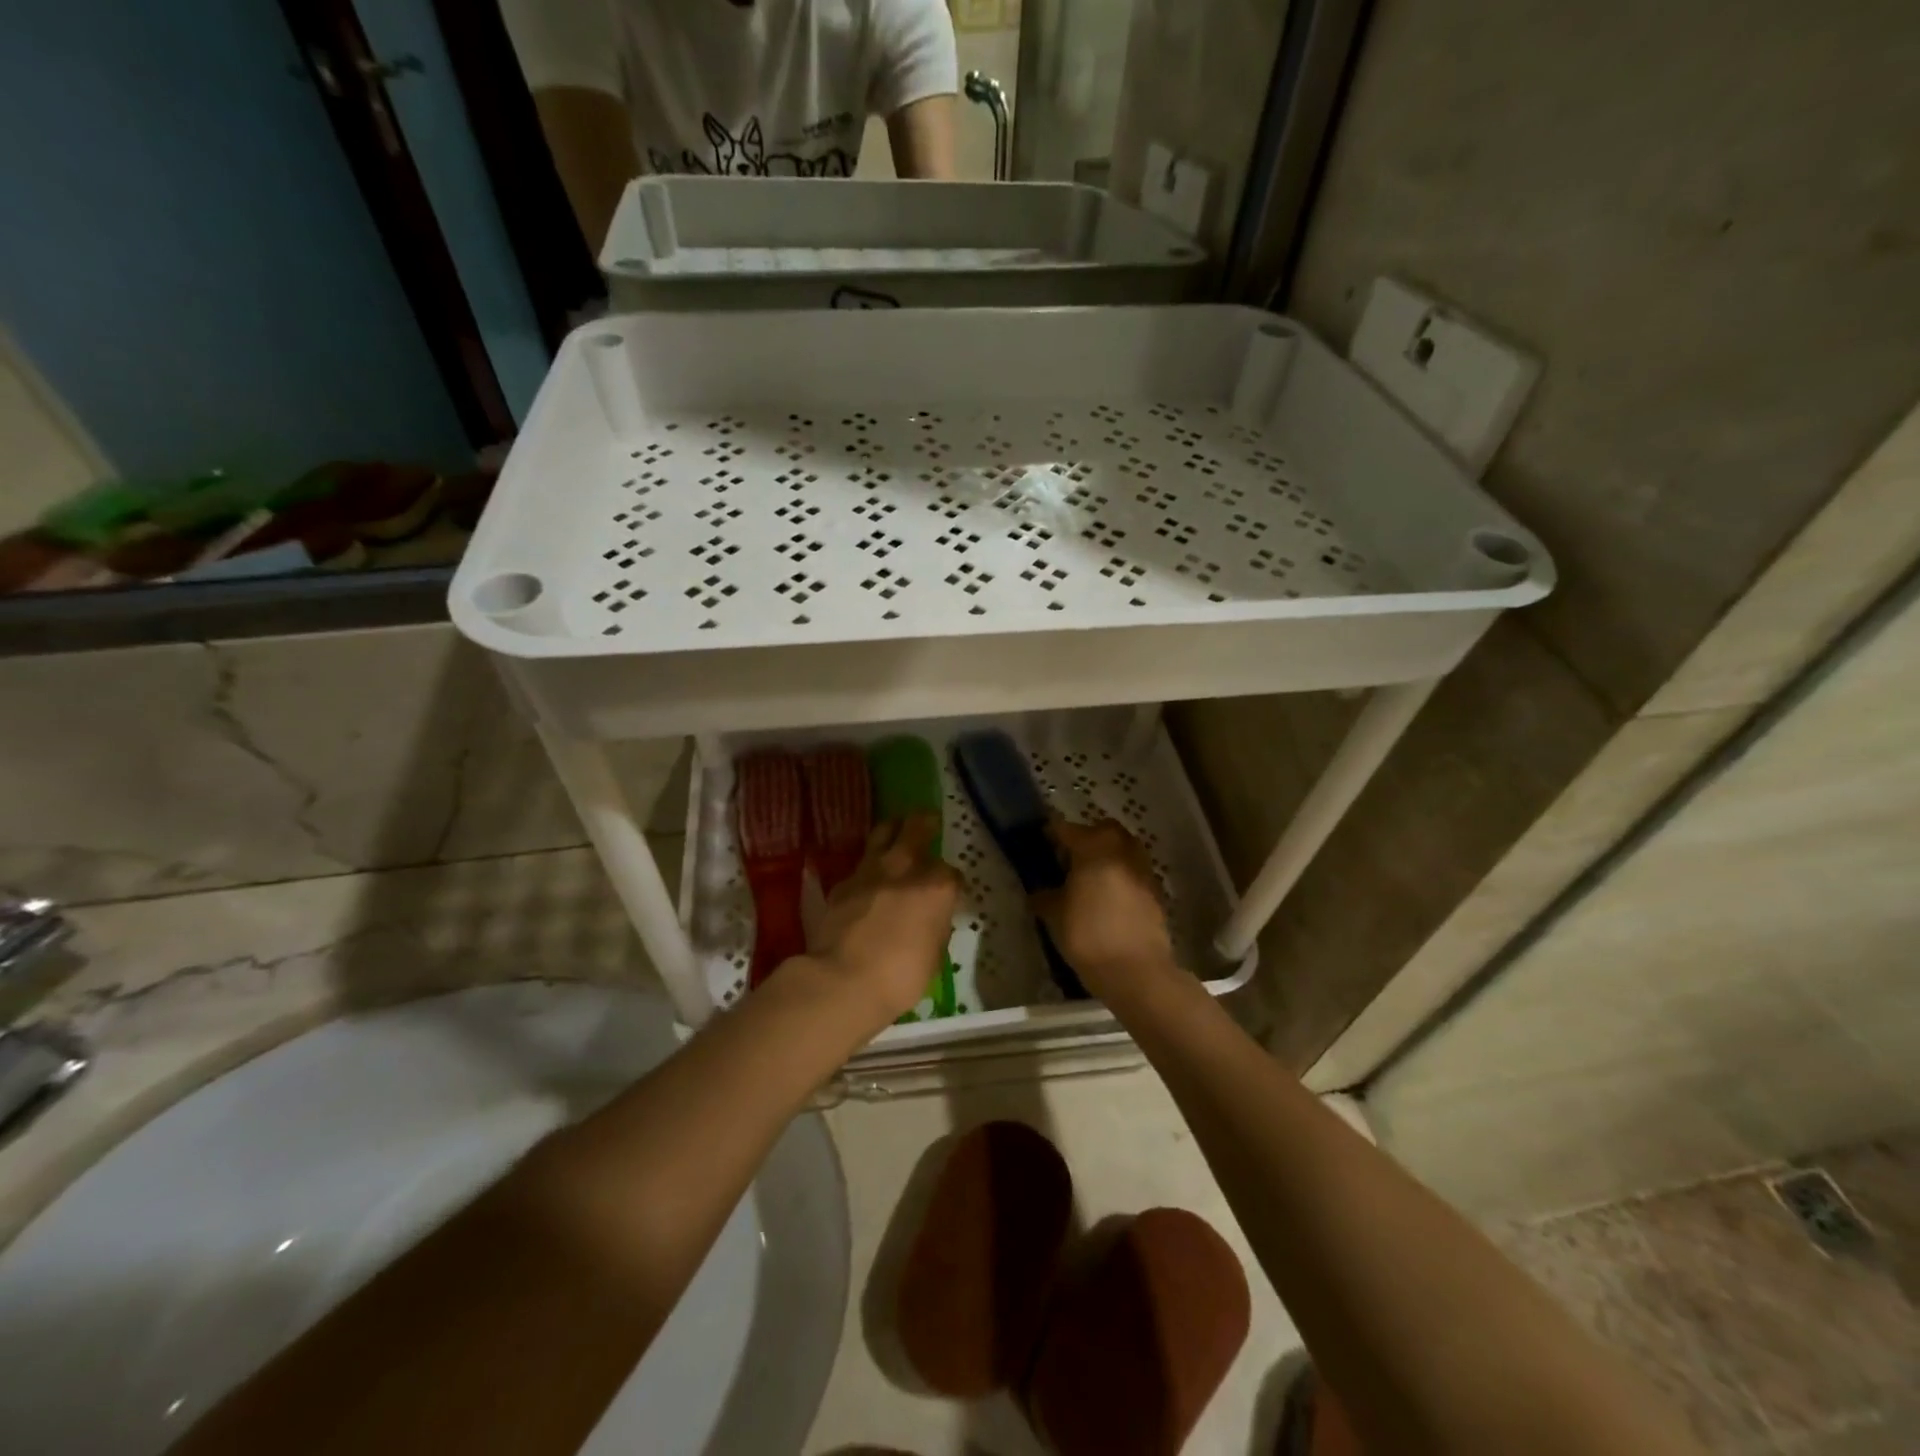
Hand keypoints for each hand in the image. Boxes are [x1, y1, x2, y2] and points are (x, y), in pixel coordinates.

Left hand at [807, 814, 961, 1031]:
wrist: (843, 981)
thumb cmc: (900, 978)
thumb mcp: (933, 955)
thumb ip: (935, 926)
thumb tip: (932, 917)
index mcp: (937, 889)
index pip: (952, 873)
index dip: (952, 881)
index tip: (950, 890)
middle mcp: (905, 870)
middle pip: (918, 828)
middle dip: (925, 822)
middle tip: (929, 820)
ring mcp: (871, 872)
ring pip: (883, 832)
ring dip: (893, 828)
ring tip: (897, 828)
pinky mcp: (843, 883)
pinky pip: (860, 864)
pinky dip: (868, 866)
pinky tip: (868, 876)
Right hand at [1035, 819, 1177, 998]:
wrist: (1137, 971)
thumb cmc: (1088, 936)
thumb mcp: (1054, 916)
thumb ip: (1045, 896)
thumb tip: (1039, 891)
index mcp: (1093, 847)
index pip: (1066, 829)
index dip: (1051, 834)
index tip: (1040, 843)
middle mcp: (1121, 849)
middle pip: (1101, 831)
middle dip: (1085, 838)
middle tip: (1068, 859)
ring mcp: (1142, 868)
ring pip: (1122, 848)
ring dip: (1106, 856)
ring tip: (1089, 879)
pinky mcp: (1156, 890)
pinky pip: (1133, 871)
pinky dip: (1120, 875)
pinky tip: (1108, 898)